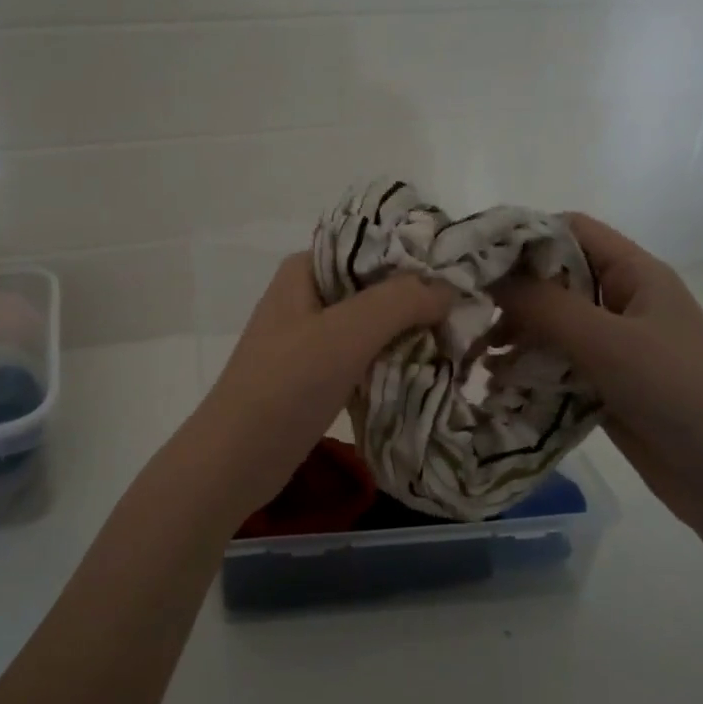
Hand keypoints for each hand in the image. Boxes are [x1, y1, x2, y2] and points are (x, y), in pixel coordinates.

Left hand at [184, 253, 454, 522]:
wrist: (237, 459)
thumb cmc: (287, 386)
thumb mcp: (346, 333)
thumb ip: (400, 301)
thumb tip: (448, 289)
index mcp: (305, 270)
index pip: (370, 244)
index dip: (414, 254)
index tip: (460, 271)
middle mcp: (307, 296)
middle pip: (374, 285)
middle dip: (417, 298)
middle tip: (466, 312)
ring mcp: (310, 337)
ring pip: (372, 323)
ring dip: (408, 332)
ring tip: (456, 339)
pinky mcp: (316, 375)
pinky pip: (364, 356)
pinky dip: (392, 360)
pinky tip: (426, 368)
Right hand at [495, 214, 702, 530]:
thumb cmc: (674, 390)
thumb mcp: (606, 341)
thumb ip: (545, 306)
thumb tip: (489, 278)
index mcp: (634, 273)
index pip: (571, 230)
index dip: (524, 235)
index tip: (475, 256)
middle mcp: (622, 301)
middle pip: (556, 277)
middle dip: (511, 291)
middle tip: (466, 310)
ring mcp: (614, 344)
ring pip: (552, 323)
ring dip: (516, 333)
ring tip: (477, 353)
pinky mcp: (605, 382)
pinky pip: (557, 362)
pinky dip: (528, 366)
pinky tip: (498, 381)